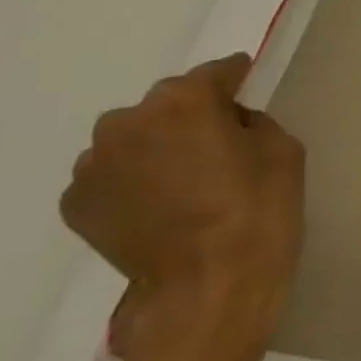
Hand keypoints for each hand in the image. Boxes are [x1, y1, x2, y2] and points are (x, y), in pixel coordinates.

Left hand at [61, 52, 305, 360]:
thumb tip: (228, 122)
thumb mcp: (283, 151)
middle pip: (167, 105)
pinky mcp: (77, 203)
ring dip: (158, 149)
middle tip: (219, 147)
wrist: (209, 286)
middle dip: (191, 117)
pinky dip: (134, 182)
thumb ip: (252, 122)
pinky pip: (113, 176)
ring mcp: (93, 165)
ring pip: (134, 139)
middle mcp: (126, 122)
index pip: (215, 73)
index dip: (235, 79)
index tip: (247, 85)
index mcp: (183, 102)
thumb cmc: (260, 210)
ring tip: (186, 183)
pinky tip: (162, 208)